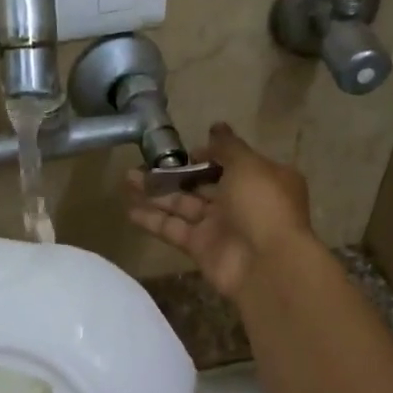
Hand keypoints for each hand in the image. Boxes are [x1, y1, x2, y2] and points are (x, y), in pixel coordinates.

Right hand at [126, 123, 314, 299]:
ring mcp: (219, 226)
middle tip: (143, 162)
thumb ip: (227, 147)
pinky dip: (152, 220)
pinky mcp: (200, 247)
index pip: (231, 163)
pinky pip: (173, 229)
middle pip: (202, 184)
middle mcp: (240, 201)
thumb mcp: (248, 165)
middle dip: (175, 173)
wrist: (266, 264)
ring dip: (156, 192)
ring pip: (183, 205)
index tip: (186, 151)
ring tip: (127, 178)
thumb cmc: (262, 205)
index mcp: (260, 179)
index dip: (208, 155)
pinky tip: (129, 210)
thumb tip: (217, 127)